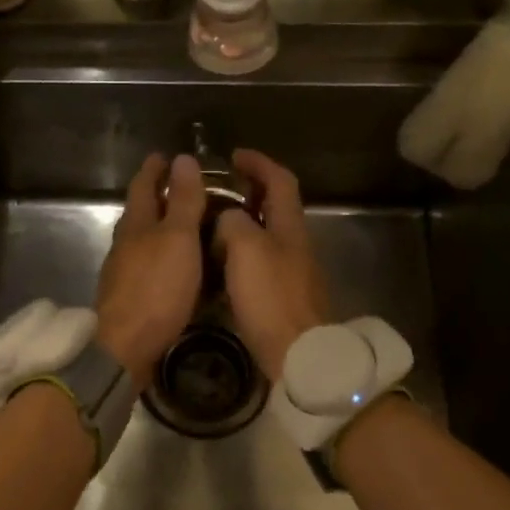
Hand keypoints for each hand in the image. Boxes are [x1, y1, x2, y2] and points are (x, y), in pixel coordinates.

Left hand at [95, 154, 207, 389]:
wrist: (125, 348)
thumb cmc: (155, 288)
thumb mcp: (178, 238)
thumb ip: (182, 201)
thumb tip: (182, 159)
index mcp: (136, 223)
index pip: (143, 185)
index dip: (155, 169)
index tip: (166, 156)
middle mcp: (125, 243)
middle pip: (141, 211)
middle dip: (158, 196)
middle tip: (184, 188)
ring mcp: (123, 272)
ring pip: (143, 239)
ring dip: (161, 228)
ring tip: (186, 226)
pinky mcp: (129, 297)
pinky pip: (148, 266)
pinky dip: (162, 256)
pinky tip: (176, 267)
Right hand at [213, 150, 328, 381]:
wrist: (298, 354)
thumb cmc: (271, 296)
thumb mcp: (246, 248)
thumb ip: (233, 222)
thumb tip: (228, 219)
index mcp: (290, 226)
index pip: (280, 180)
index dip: (259, 163)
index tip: (234, 155)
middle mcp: (295, 243)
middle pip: (275, 206)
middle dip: (249, 191)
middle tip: (217, 190)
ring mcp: (292, 271)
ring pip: (266, 234)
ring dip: (242, 222)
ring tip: (210, 223)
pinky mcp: (283, 296)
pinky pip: (260, 261)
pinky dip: (240, 251)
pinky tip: (219, 262)